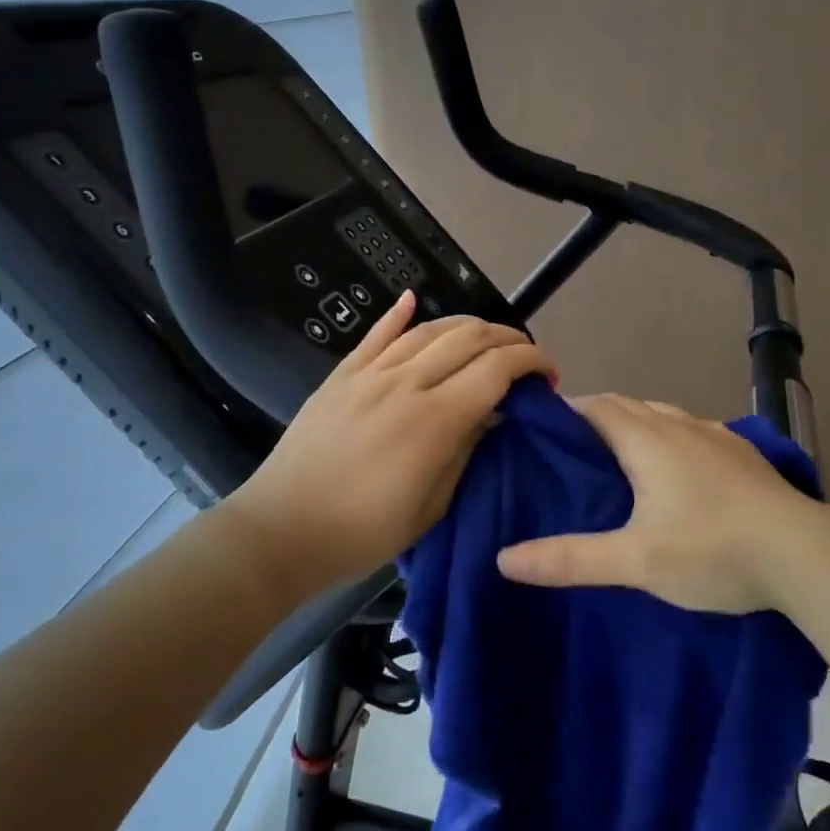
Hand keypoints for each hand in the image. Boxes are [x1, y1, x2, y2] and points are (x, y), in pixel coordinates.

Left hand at [223, 292, 554, 596]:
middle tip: (523, 358)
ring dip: (466, 325)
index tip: (547, 374)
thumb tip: (494, 412)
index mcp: (434, 420)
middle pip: (468, 337)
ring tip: (486, 338)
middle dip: (507, 339)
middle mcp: (405, 383)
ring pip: (428, 329)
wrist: (281, 531)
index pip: (496, 368)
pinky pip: (375, 335)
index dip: (530, 362)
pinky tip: (413, 298)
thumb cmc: (363, 532)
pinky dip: (398, 314)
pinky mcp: (341, 376)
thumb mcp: (432, 506)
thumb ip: (466, 449)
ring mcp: (369, 375)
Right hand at [498, 394, 829, 613]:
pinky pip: (693, 432)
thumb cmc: (713, 551)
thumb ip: (569, 558)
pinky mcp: (745, 454)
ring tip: (618, 459)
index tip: (543, 429)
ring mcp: (718, 436)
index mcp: (648, 440)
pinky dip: (670, 439)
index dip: (567, 411)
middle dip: (597, 417)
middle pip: (628, 405)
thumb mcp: (634, 561)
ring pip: (663, 416)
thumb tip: (504, 558)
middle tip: (571, 450)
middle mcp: (681, 426)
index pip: (596, 406)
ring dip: (636, 426)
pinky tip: (678, 473)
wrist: (807, 556)